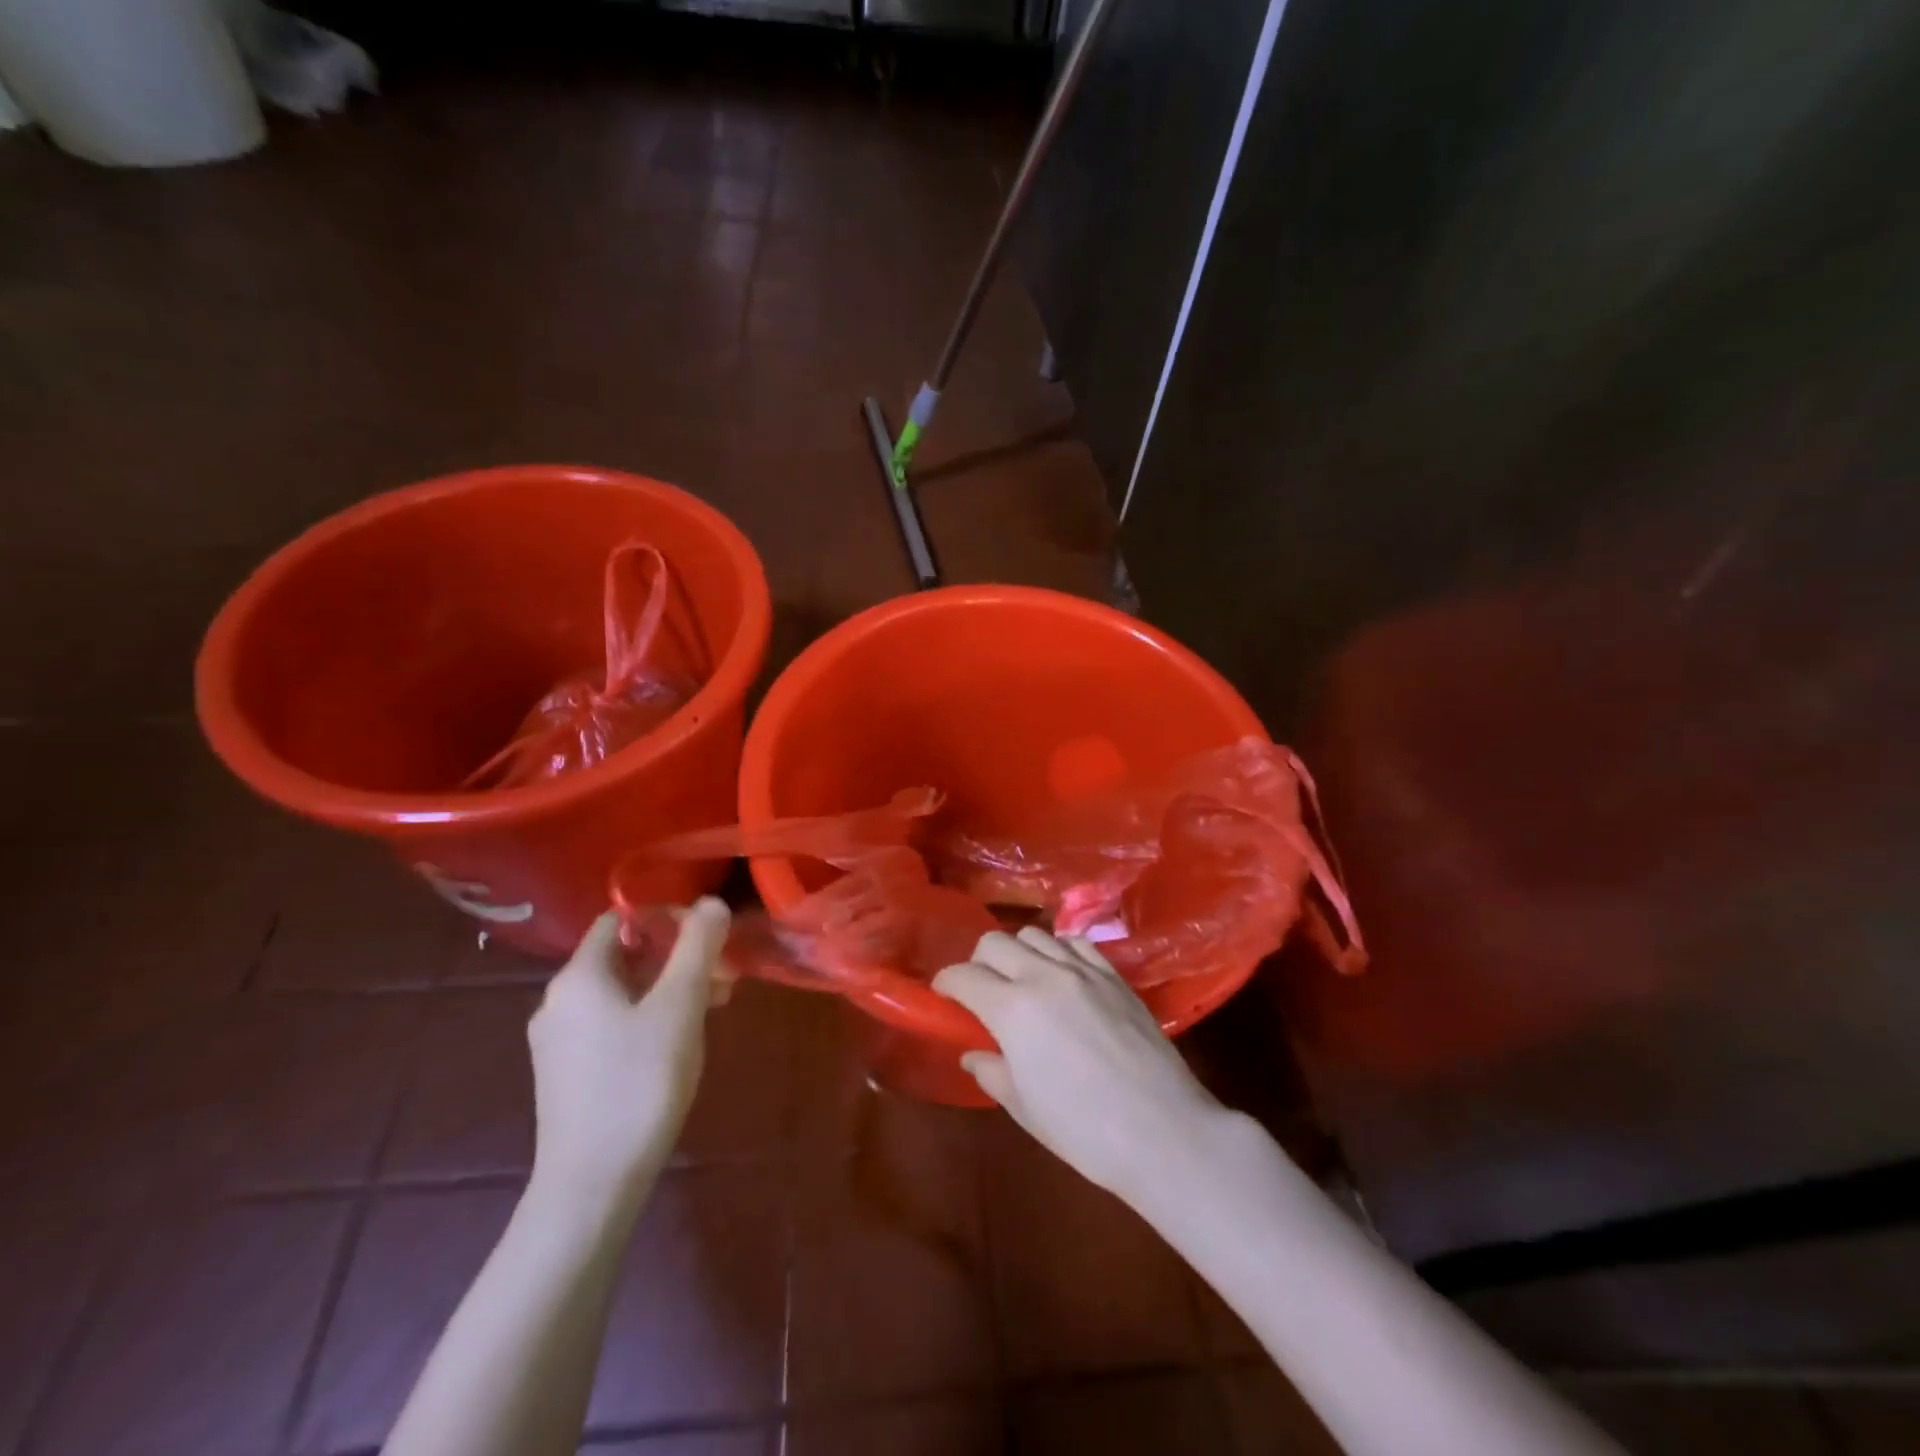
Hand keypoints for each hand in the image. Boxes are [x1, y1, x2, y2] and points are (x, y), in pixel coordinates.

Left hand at [527, 899, 729, 1208]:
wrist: (591, 1185)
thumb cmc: (638, 1083)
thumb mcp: (679, 1007)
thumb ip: (697, 947)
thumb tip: (712, 902)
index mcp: (578, 976)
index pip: (619, 919)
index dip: (666, 917)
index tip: (708, 937)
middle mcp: (558, 1001)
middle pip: (623, 955)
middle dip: (677, 957)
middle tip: (722, 976)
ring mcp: (558, 1041)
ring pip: (622, 992)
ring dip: (668, 988)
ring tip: (713, 1008)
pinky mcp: (566, 1074)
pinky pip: (611, 1024)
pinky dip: (648, 1017)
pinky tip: (679, 1042)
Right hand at [932, 928, 1222, 1195]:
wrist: (1162, 1130)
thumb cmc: (1083, 1130)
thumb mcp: (1025, 1108)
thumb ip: (992, 1072)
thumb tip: (973, 1053)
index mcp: (1012, 1009)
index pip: (963, 976)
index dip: (946, 983)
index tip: (943, 996)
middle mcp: (1043, 975)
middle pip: (995, 942)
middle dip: (978, 961)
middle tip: (981, 990)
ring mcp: (1083, 970)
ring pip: (1035, 934)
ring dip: (1018, 952)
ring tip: (1022, 979)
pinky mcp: (1114, 975)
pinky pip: (1075, 943)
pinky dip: (1058, 951)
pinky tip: (1062, 975)